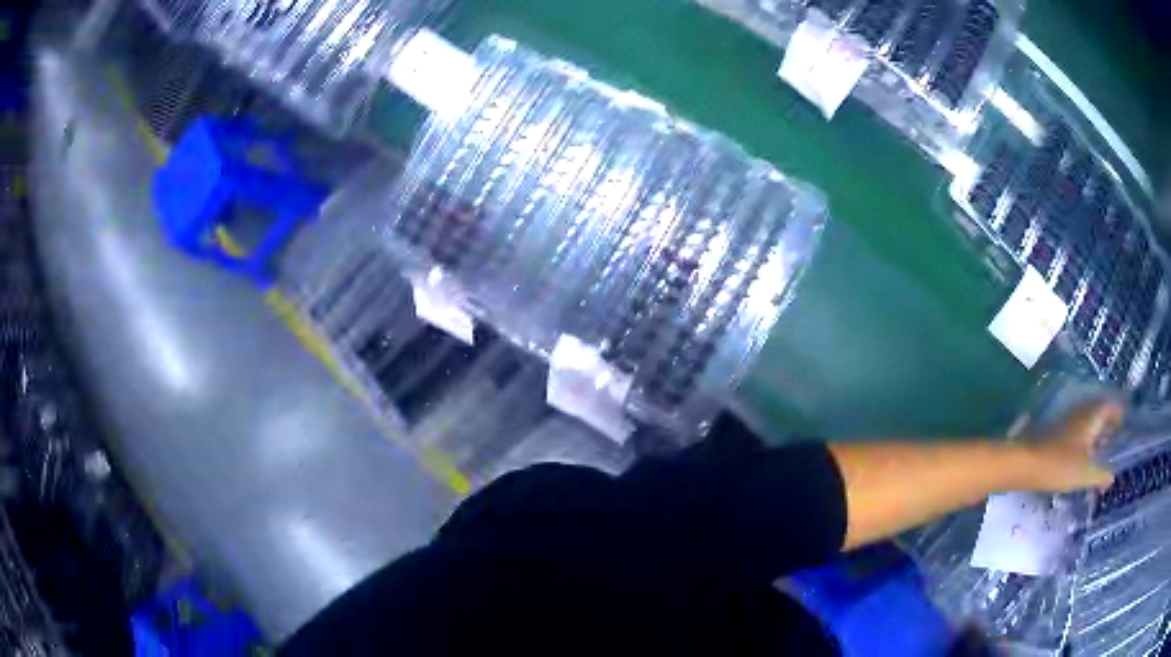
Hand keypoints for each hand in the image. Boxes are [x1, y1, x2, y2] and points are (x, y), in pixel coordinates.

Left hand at [1022, 401, 1123, 492]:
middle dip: (1109, 422)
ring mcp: (1067, 422)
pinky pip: (1078, 431)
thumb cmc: (1059, 466)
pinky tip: (1084, 454)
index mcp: (1091, 417)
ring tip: (1103, 447)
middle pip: (1099, 412)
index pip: (1109, 406)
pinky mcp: (1057, 433)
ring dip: (1097, 431)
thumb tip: (1112, 477)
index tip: (1125, 420)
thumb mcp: (1085, 474)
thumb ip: (1100, 475)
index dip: (1118, 411)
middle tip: (1117, 435)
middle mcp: (1081, 413)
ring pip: (1088, 421)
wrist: (1026, 464)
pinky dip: (1085, 439)